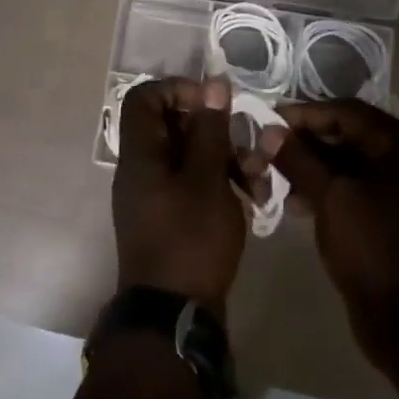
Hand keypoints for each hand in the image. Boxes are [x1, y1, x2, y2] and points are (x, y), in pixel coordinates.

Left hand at [111, 77, 247, 316]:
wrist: (174, 315)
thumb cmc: (190, 240)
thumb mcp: (207, 180)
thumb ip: (210, 130)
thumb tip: (213, 83)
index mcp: (140, 154)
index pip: (145, 98)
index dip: (179, 89)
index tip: (214, 102)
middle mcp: (142, 169)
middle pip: (174, 127)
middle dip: (216, 131)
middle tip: (248, 144)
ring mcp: (156, 195)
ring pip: (190, 157)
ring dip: (226, 159)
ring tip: (258, 177)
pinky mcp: (172, 218)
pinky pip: (193, 185)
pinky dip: (220, 184)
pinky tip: (254, 198)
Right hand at [263, 99, 398, 370]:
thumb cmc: (375, 250)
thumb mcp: (332, 198)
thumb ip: (299, 159)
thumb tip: (270, 131)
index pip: (347, 113)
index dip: (304, 115)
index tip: (266, 123)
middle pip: (349, 137)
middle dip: (306, 144)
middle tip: (265, 152)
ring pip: (350, 166)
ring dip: (312, 170)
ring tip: (273, 179)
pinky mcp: (396, 219)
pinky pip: (357, 192)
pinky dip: (328, 192)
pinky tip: (296, 204)